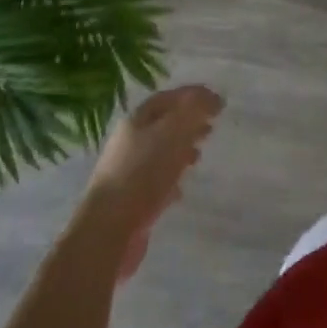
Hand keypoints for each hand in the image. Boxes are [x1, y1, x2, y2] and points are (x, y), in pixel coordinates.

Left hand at [83, 85, 222, 280]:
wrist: (108, 231)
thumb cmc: (143, 173)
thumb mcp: (173, 132)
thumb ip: (194, 111)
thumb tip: (212, 98)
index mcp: (136, 120)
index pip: (168, 98)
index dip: (193, 96)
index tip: (218, 102)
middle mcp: (129, 142)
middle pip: (164, 125)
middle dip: (189, 123)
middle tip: (212, 127)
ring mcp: (128, 172)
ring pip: (160, 153)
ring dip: (181, 151)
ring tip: (199, 156)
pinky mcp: (130, 201)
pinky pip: (155, 182)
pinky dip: (171, 180)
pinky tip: (181, 190)